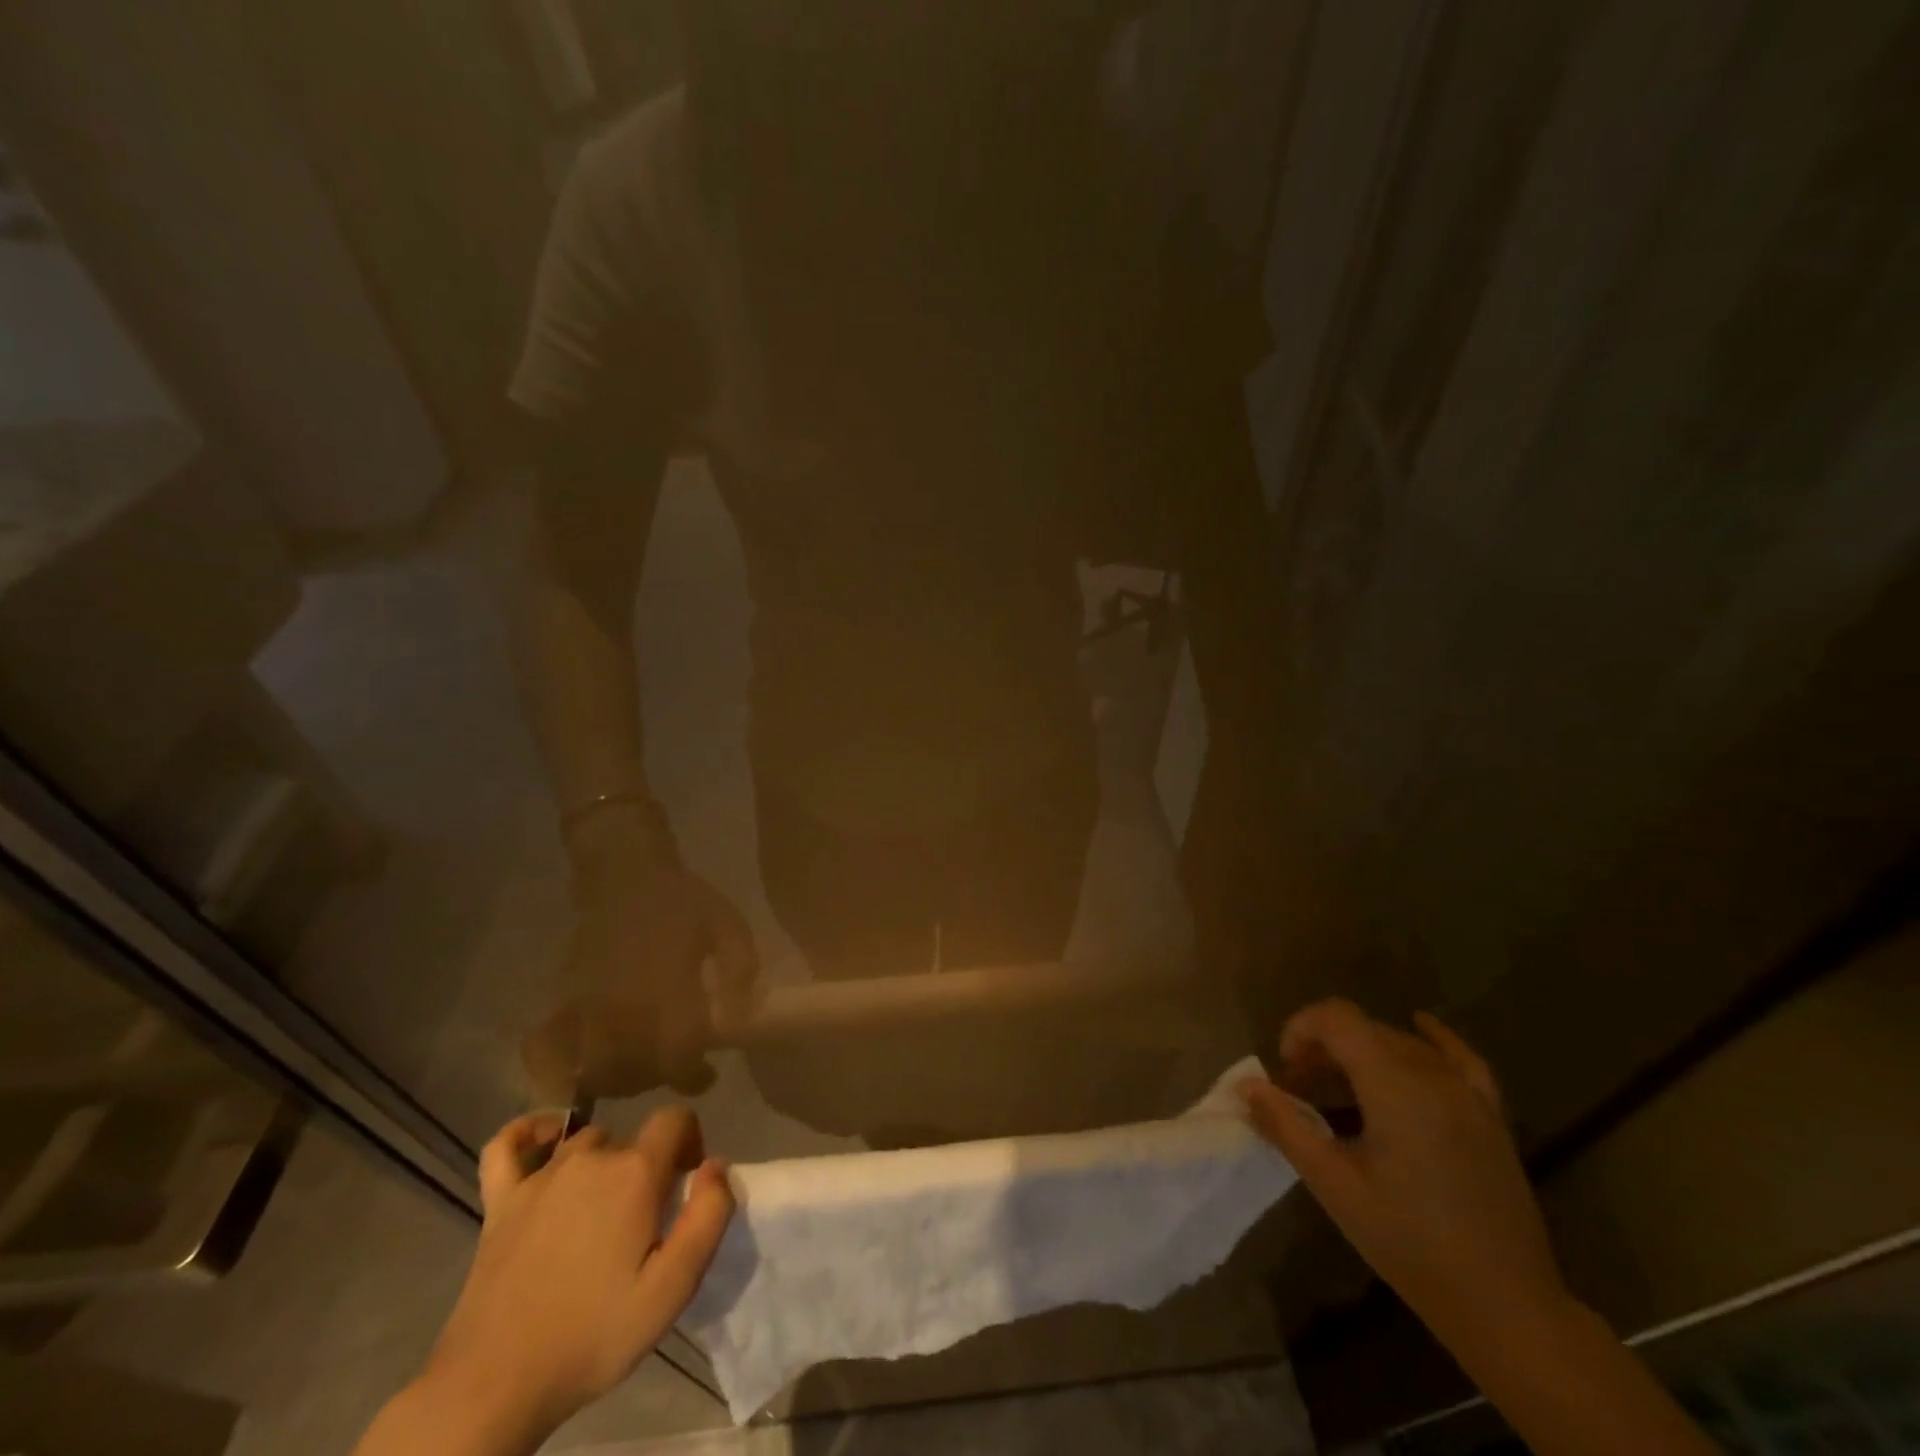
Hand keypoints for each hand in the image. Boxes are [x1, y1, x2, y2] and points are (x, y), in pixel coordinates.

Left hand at [423, 1110, 734, 1441]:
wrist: (495, 1388)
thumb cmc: (593, 1335)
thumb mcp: (673, 1288)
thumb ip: (708, 1216)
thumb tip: (715, 1164)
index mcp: (635, 1173)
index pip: (676, 1120)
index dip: (690, 1142)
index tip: (686, 1186)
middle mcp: (590, 1159)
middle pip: (631, 1140)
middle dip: (645, 1168)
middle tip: (641, 1223)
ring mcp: (539, 1178)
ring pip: (584, 1143)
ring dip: (601, 1164)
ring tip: (600, 1213)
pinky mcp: (499, 1202)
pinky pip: (507, 1145)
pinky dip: (527, 1134)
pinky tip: (541, 1145)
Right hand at [566, 807, 757, 1093]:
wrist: (623, 873)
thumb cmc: (680, 898)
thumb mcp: (726, 924)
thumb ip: (740, 967)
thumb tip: (743, 1011)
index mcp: (667, 992)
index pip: (678, 1057)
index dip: (694, 1076)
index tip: (708, 1071)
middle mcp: (624, 1011)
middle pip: (636, 1075)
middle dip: (660, 1078)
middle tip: (679, 1062)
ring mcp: (588, 1010)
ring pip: (597, 1072)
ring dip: (622, 1079)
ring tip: (644, 1062)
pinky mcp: (564, 1002)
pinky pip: (554, 1053)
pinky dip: (567, 1069)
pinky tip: (588, 1063)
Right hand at [1240, 999, 1571, 1351]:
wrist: (1505, 1305)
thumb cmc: (1408, 1241)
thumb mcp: (1333, 1184)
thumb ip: (1285, 1126)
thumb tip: (1247, 1086)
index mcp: (1393, 1083)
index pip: (1336, 1018)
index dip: (1300, 1029)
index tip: (1285, 1071)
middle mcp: (1431, 1073)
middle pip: (1364, 1029)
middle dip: (1323, 1048)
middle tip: (1301, 1092)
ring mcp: (1467, 1092)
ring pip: (1400, 1043)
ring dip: (1361, 1054)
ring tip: (1339, 1093)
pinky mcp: (1489, 1114)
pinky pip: (1458, 1057)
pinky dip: (1430, 1038)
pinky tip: (1419, 1027)